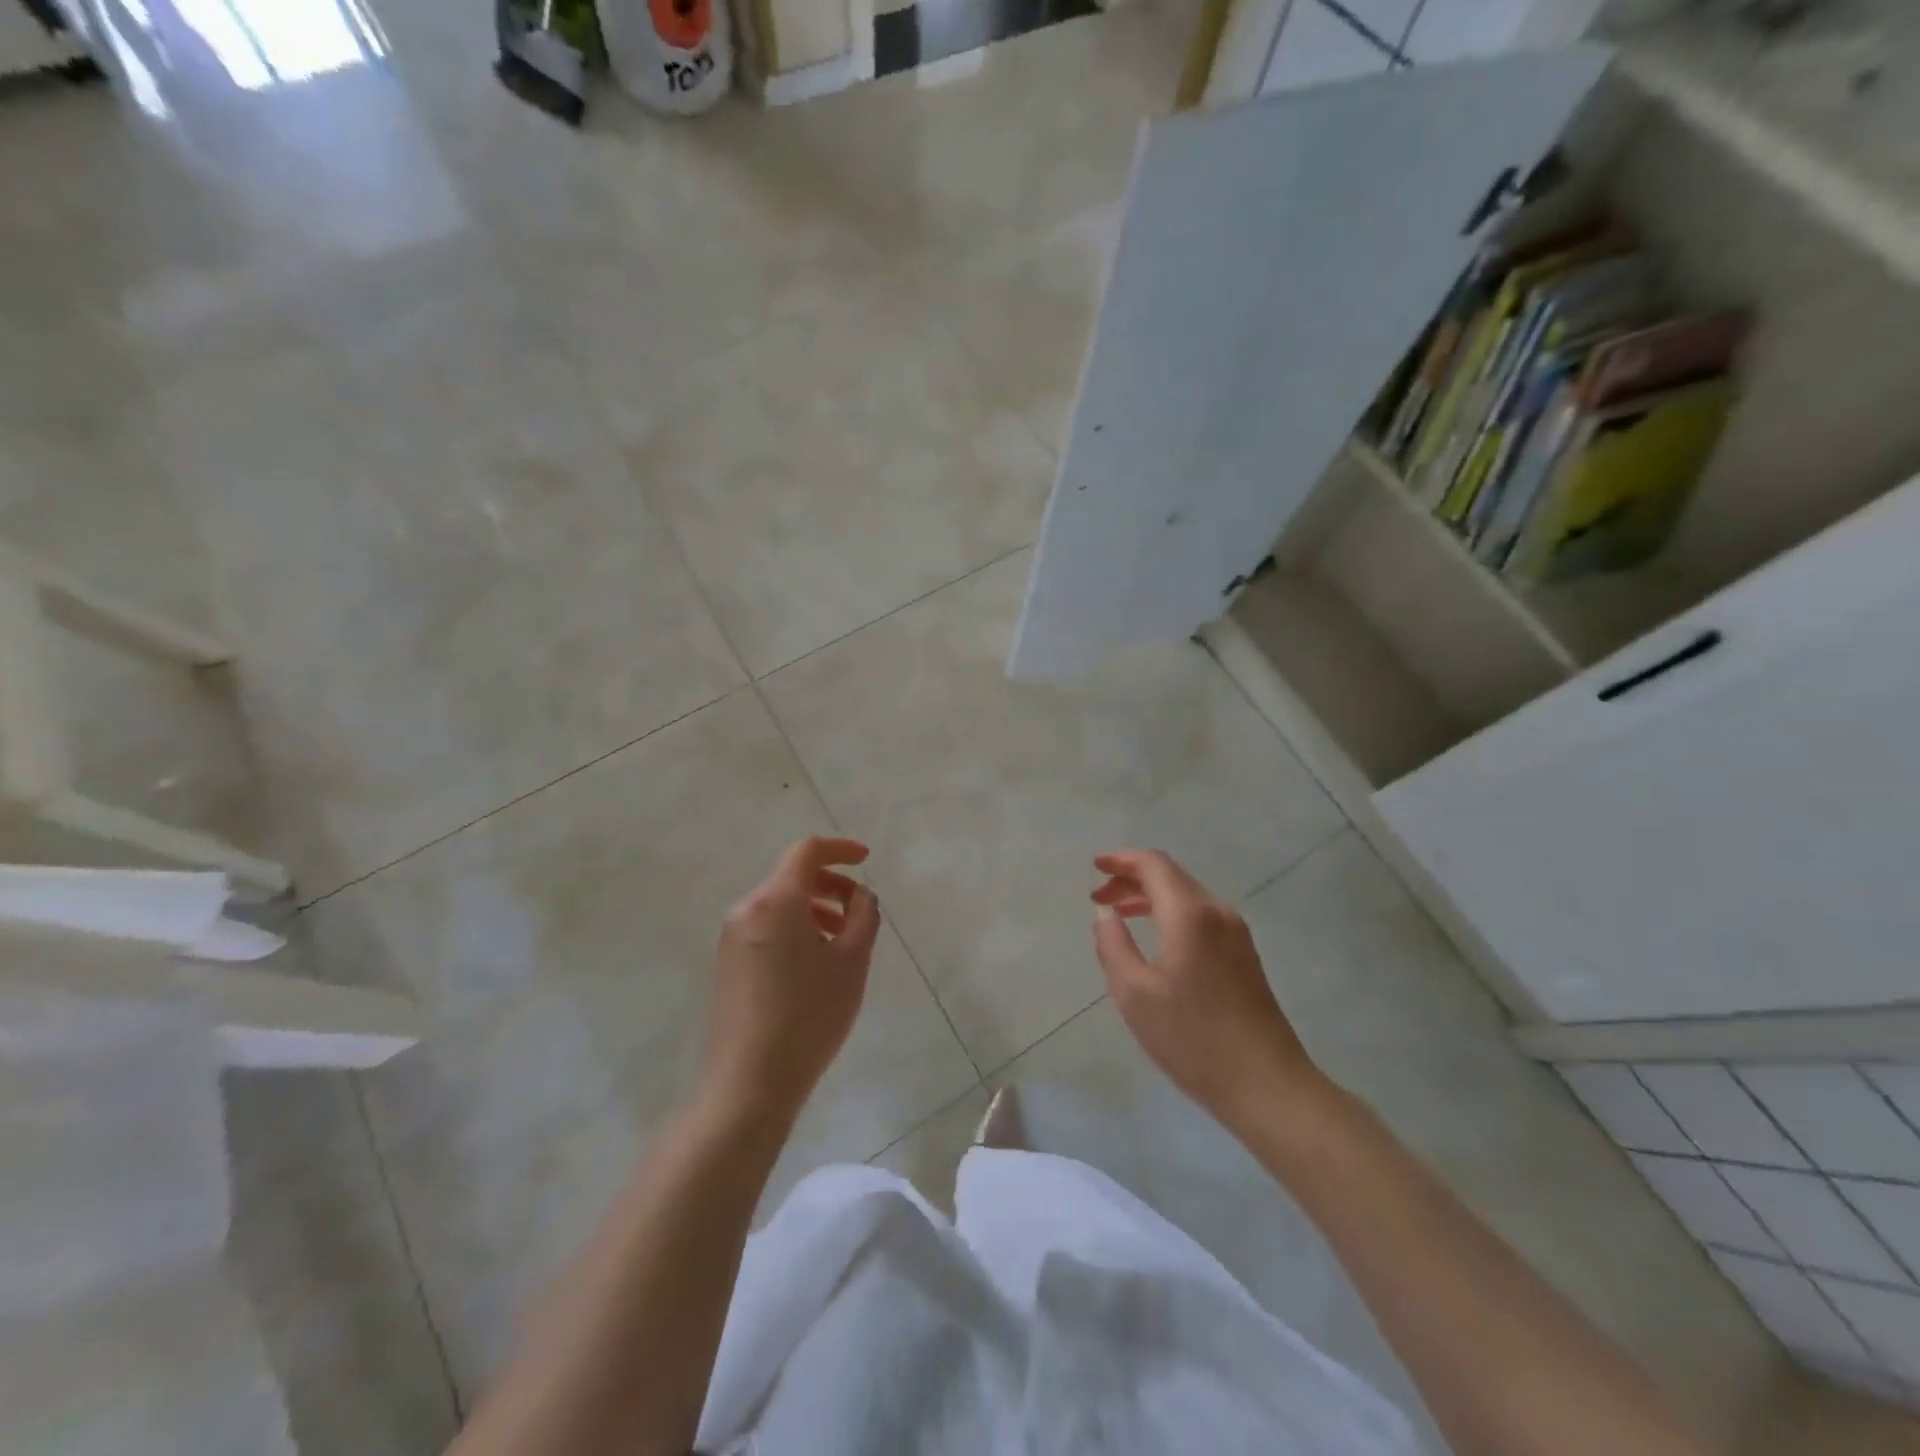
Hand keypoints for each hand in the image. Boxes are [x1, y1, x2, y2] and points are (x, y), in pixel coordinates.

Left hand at [702, 836, 881, 1123]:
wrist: (748, 1084)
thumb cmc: (809, 1016)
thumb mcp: (852, 962)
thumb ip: (864, 917)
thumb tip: (860, 896)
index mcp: (776, 900)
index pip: (807, 851)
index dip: (840, 848)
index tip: (866, 860)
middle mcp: (747, 910)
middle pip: (792, 877)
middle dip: (831, 884)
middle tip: (860, 911)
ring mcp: (731, 938)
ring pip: (780, 905)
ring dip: (815, 909)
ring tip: (843, 942)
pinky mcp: (728, 965)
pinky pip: (766, 928)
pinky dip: (795, 929)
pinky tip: (815, 964)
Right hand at [1090, 849, 1324, 1130]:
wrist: (1267, 1085)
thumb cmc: (1193, 1039)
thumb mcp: (1135, 994)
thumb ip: (1113, 945)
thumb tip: (1104, 912)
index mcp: (1190, 914)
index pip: (1154, 865)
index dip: (1121, 860)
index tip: (1095, 867)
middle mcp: (1217, 912)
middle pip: (1171, 876)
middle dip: (1132, 879)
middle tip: (1099, 898)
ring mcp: (1237, 934)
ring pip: (1187, 896)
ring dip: (1150, 898)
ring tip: (1119, 914)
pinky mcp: (1244, 955)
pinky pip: (1201, 917)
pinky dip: (1171, 914)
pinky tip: (1155, 938)